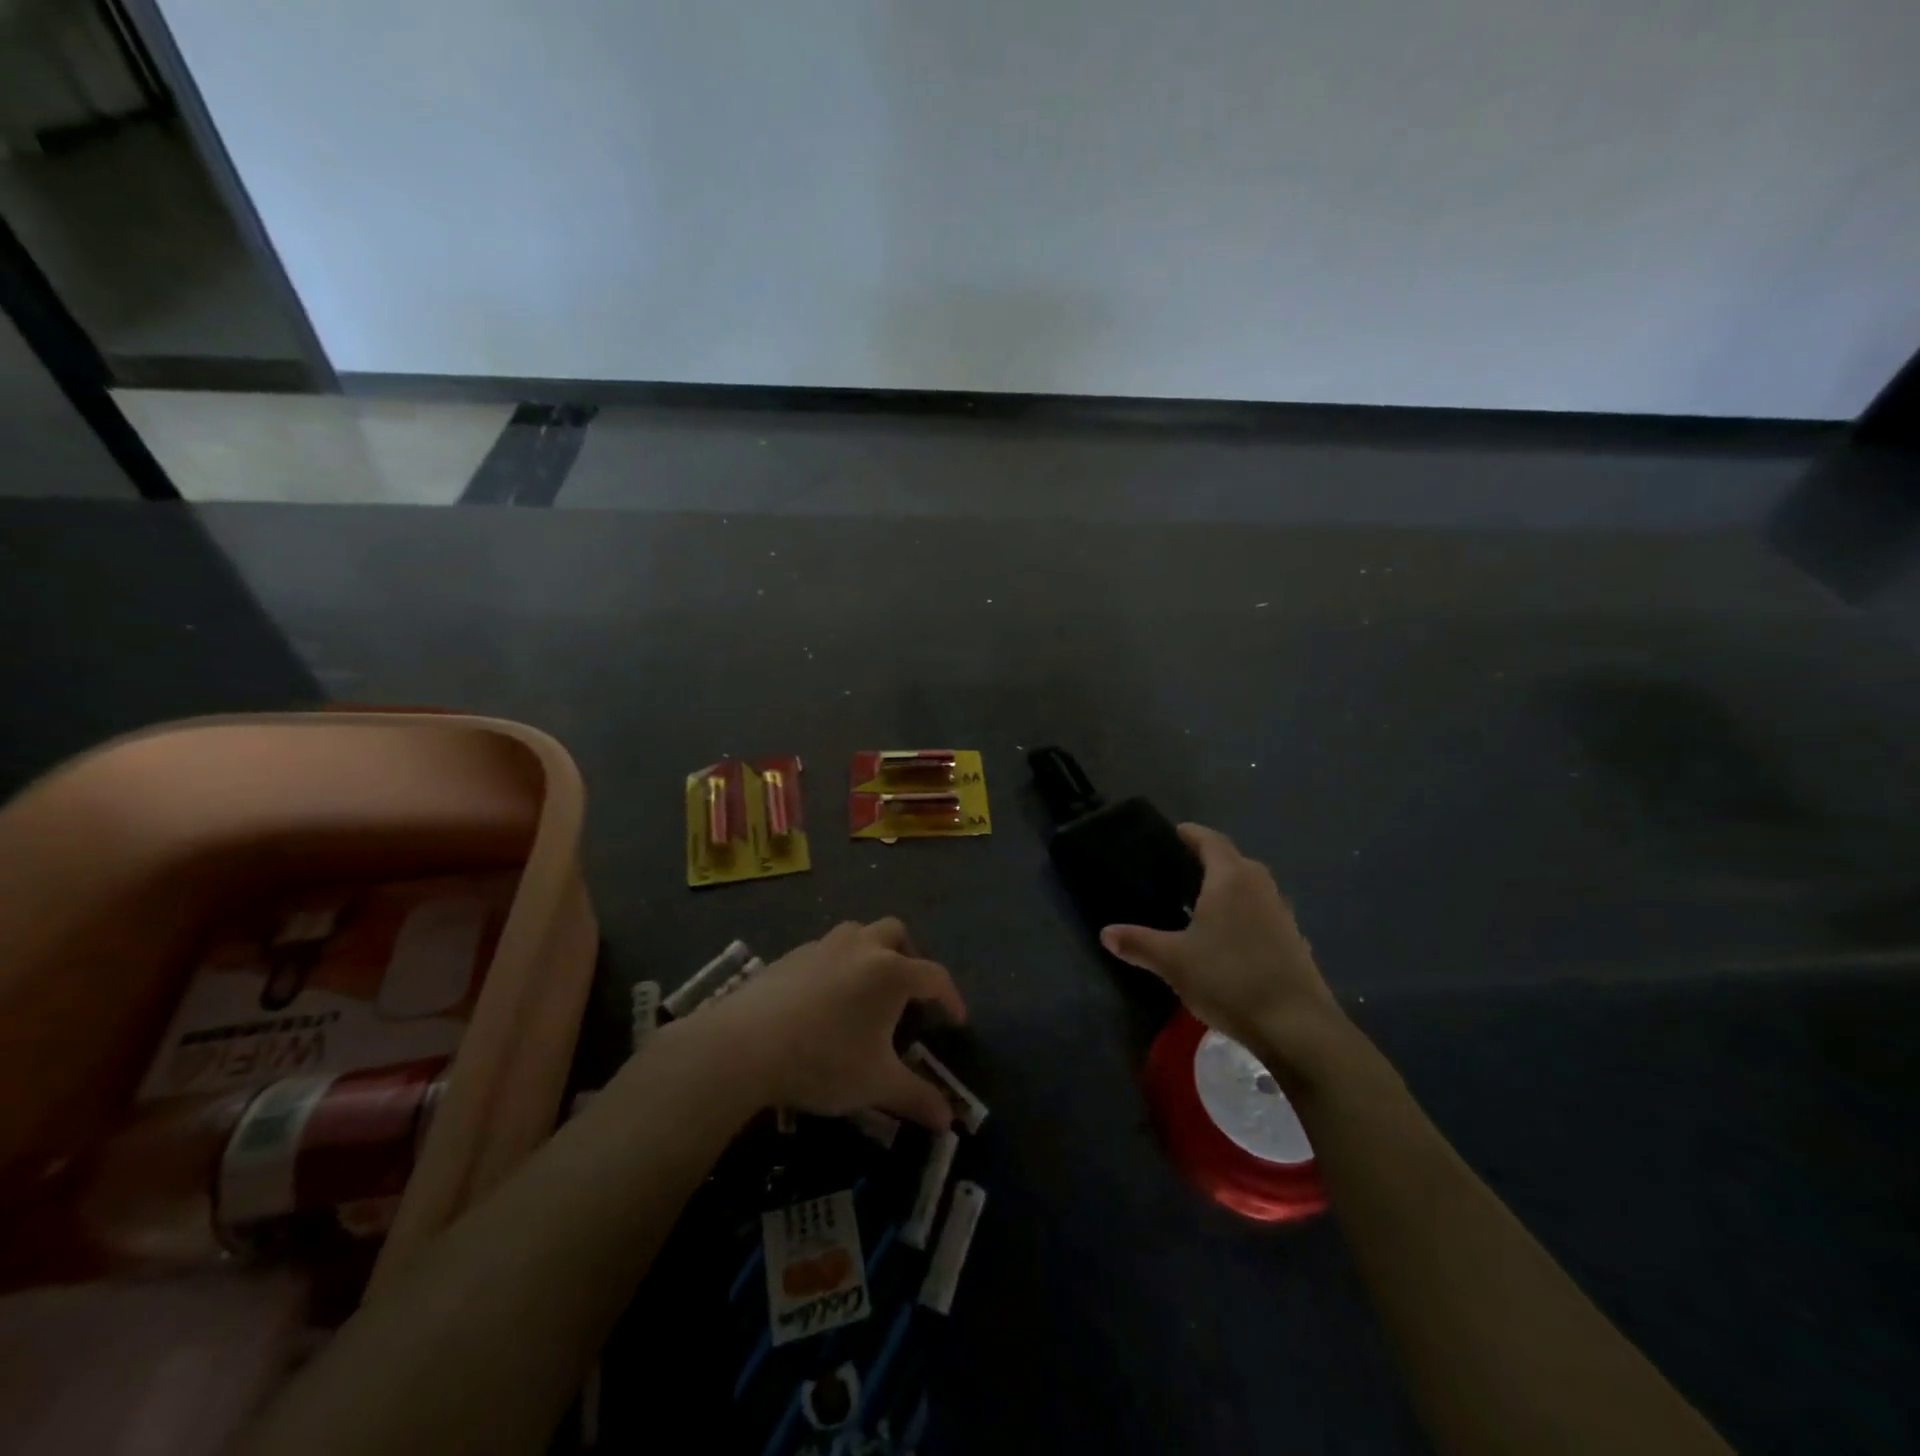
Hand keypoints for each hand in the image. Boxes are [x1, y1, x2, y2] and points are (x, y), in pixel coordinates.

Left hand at [693, 918, 965, 1129]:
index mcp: (891, 972)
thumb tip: (949, 1120)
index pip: (935, 976)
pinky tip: (824, 997)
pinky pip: (825, 949)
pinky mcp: (790, 955)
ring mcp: (823, 946)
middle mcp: (862, 947)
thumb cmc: (824, 1060)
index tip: (957, 1020)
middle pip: (896, 933)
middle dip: (909, 955)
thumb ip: (916, 1097)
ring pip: (858, 932)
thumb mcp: (876, 1084)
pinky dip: (836, 964)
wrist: (746, 1045)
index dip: (951, 997)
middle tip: (908, 991)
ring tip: (866, 988)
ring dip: (870, 951)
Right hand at [1101, 823, 1343, 1059]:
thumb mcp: (1173, 961)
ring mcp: (1281, 913)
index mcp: (1231, 878)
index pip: (1210, 840)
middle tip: (1177, 872)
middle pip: (1232, 861)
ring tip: (1198, 904)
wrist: (1296, 1026)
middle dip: (1207, 861)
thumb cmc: (1229, 978)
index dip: (1191, 834)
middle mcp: (1260, 886)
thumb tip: (1105, 933)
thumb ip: (1138, 943)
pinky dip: (1243, 915)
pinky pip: (1261, 914)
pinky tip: (1227, 939)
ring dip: (1227, 889)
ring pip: (1250, 888)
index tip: (1173, 833)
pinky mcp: (1293, 940)